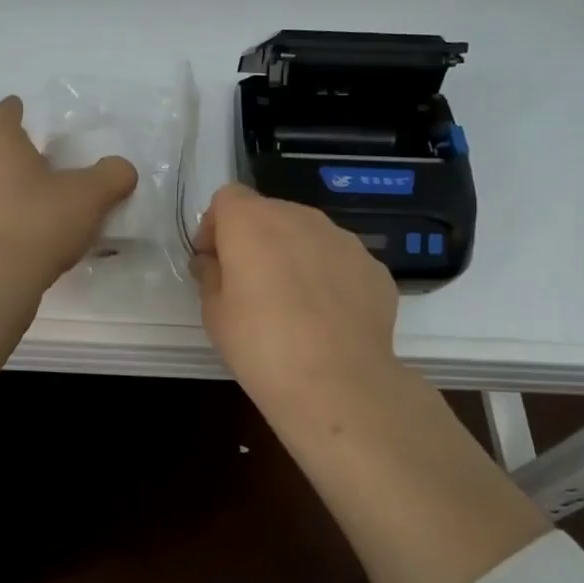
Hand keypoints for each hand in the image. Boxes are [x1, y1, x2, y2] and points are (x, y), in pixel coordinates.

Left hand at [0, 96, 137, 285]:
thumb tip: (121, 168)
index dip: (14, 109)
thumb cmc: (39, 222)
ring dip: (7, 186)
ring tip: (37, 198)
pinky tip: (25, 233)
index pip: (2, 114)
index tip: (22, 107)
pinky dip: (2, 216)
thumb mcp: (90, 196)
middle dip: (14, 151)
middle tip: (42, 158)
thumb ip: (111, 175)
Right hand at [193, 184, 401, 419]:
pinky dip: (327, 276)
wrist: (337, 383)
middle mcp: (299, 217)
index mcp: (252, 222)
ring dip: (293, 254)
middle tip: (249, 284)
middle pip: (269, 212)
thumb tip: (214, 261)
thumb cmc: (260, 346)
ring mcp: (343, 239)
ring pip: (307, 233)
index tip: (213, 261)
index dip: (215, 226)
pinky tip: (326, 317)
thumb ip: (210, 275)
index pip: (227, 198)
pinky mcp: (373, 266)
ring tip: (292, 302)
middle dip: (254, 238)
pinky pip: (339, 260)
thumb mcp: (214, 313)